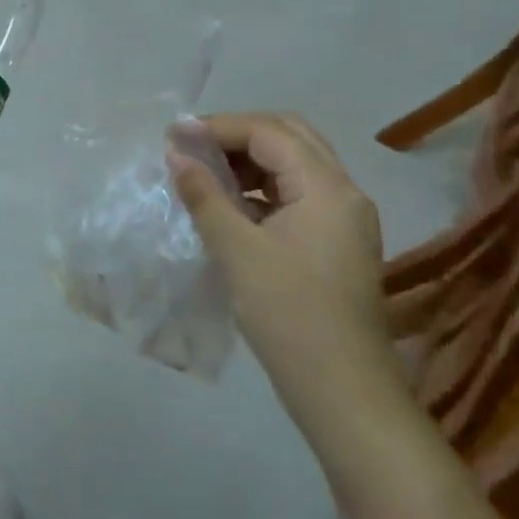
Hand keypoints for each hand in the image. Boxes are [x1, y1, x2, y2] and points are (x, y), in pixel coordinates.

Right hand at [168, 113, 399, 428]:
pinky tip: (228, 205)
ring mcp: (344, 219)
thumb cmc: (289, 315)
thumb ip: (204, 196)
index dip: (220, 126)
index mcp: (327, 188)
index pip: (270, 132)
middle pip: (290, 137)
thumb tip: (176, 155)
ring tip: (203, 172)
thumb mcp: (237, 251)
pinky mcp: (336, 242)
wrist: (343, 391)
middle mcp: (343, 193)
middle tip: (191, 146)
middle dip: (237, 135)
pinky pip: (297, 194)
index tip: (174, 135)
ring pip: (294, 165)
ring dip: (249, 160)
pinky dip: (261, 188)